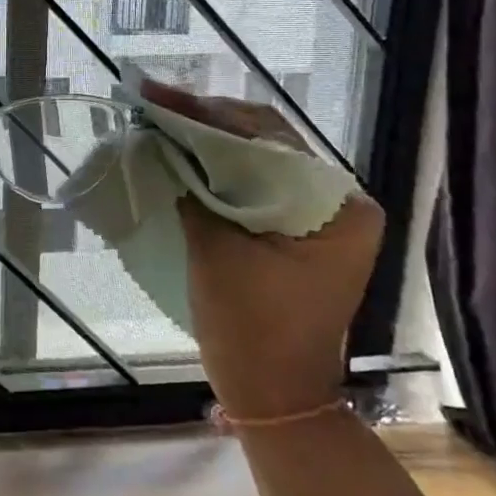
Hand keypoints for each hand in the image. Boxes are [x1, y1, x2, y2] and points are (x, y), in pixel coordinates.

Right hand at [141, 79, 384, 419]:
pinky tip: (185, 153)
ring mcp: (324, 215)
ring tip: (162, 119)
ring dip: (211, 140)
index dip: (205, 114)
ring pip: (260, 158)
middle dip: (207, 120)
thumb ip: (192, 189)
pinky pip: (259, 182)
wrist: (275, 398)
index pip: (267, 139)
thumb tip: (161, 141)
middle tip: (153, 102)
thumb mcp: (216, 252)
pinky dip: (221, 167)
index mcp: (339, 207)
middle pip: (267, 142)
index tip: (155, 96)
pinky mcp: (302, 229)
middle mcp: (342, 201)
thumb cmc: (251, 331)